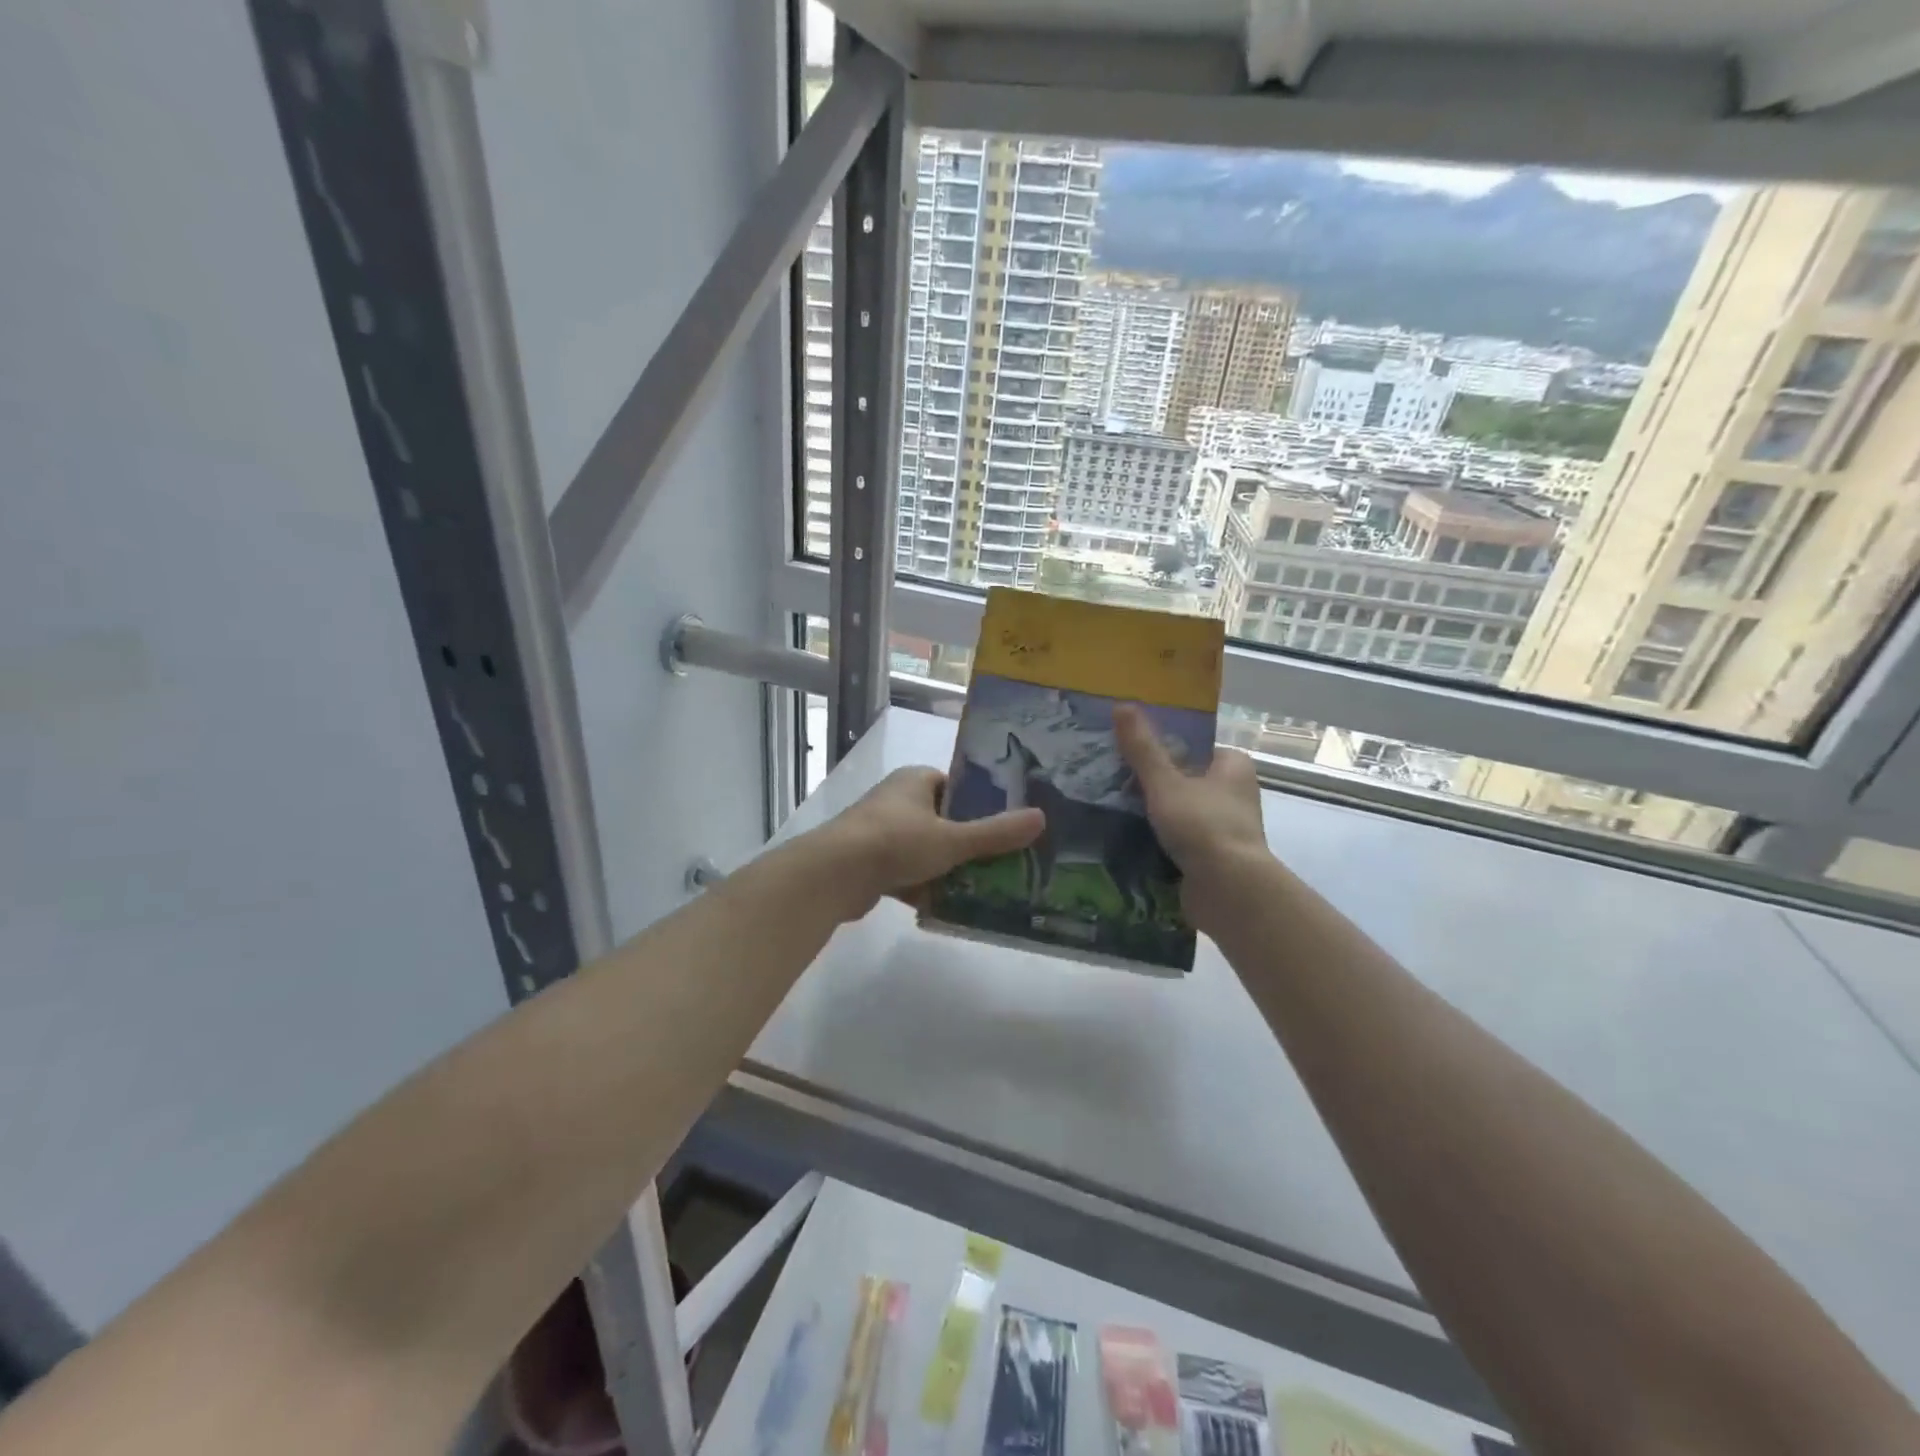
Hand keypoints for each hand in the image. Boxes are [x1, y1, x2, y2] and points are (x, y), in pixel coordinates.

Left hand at [811, 767, 1044, 920]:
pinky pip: (907, 873)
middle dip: (968, 843)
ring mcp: (880, 832)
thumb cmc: (896, 842)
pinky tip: (948, 906)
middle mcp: (897, 800)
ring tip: (983, 887)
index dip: (981, 805)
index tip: (1007, 826)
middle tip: (1003, 862)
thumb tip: (1041, 818)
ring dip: (947, 868)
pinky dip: (924, 887)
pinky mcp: (870, 863)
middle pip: (943, 820)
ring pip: (926, 850)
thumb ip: (996, 833)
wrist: (833, 875)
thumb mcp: (953, 839)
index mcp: (915, 781)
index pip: (957, 786)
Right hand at [1114, 704, 1271, 931]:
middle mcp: (1234, 794)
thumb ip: (1142, 748)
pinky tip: (1126, 838)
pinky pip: (1179, 840)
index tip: (1130, 748)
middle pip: (1185, 779)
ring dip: (1153, 813)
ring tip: (1111, 806)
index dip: (1165, 745)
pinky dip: (1157, 839)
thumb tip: (1121, 704)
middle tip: (1112, 776)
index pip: (1196, 746)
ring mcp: (1224, 828)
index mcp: (1233, 767)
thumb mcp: (1166, 782)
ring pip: (1180, 811)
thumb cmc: (1203, 825)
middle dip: (1154, 781)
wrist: (1228, 891)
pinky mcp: (1213, 858)